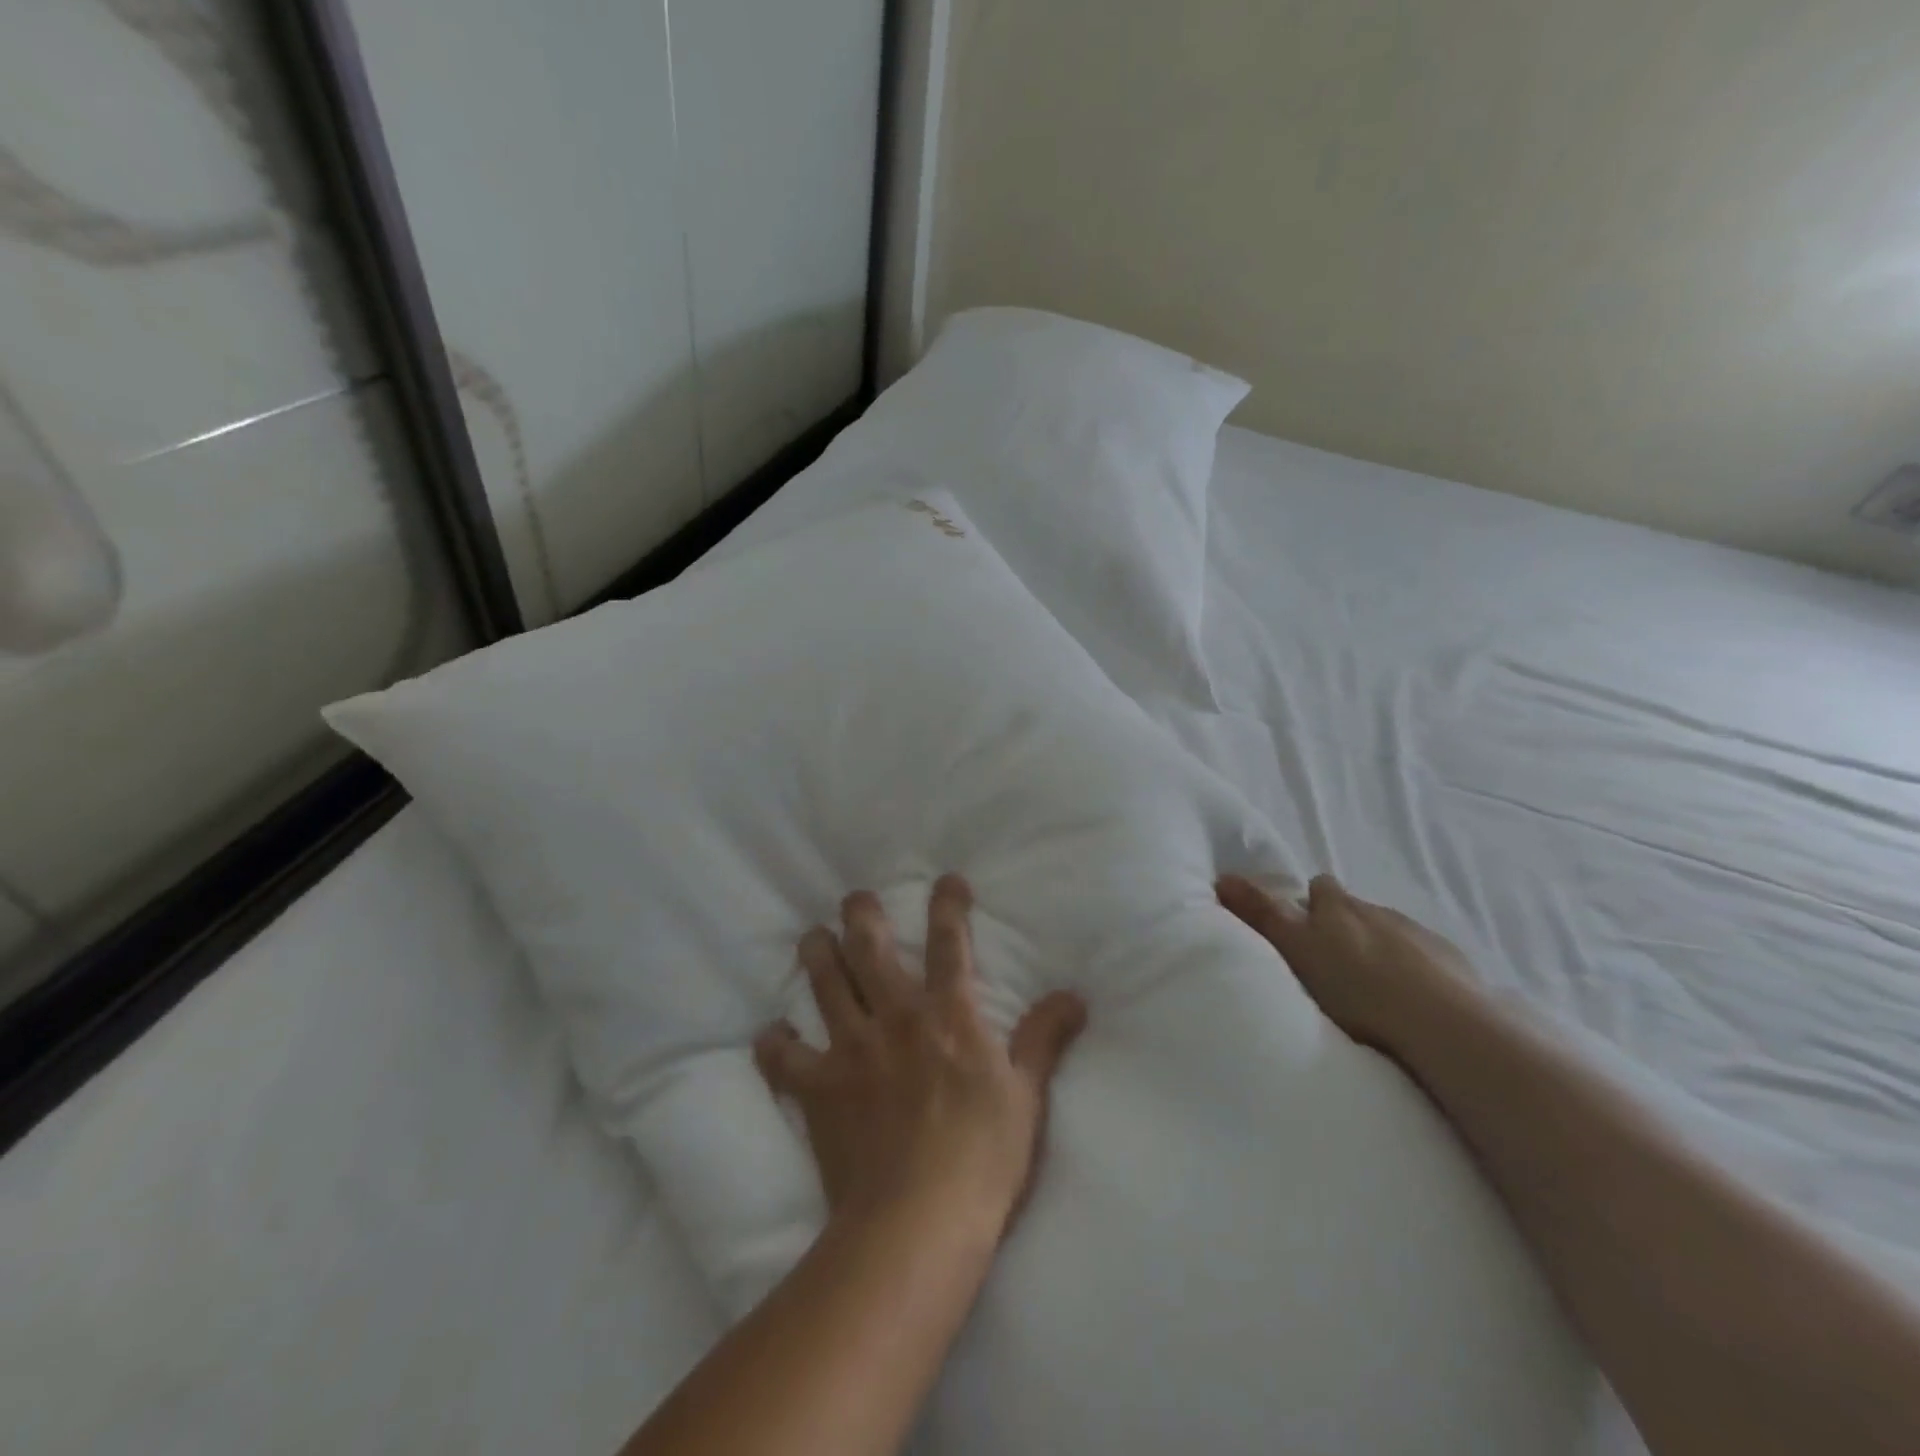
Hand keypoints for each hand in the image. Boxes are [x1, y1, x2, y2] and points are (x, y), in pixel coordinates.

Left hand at [754, 874, 1088, 1240]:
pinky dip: (774, 1046)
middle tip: (854, 899)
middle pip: (869, 948)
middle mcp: (895, 1017)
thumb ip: (1044, 1039)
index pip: (949, 943)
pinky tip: (770, 1036)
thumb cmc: (983, 1157)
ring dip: (817, 955)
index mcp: (947, 1014)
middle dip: (861, 915)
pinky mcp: (818, 1090)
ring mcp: (851, 1050)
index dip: (948, 905)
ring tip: (813, 938)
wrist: (919, 1222)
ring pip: (826, 984)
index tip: (947, 881)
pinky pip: (784, 1060)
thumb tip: (1076, 996)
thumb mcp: (1027, 1095)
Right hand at [1216, 872, 1477, 1051]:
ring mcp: (1420, 937)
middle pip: (1356, 911)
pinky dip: (1414, 974)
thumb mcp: (1294, 946)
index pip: (1320, 887)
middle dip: (1345, 928)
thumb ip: (1261, 912)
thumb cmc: (1355, 983)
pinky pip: (1426, 961)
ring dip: (1379, 952)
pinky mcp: (1455, 967)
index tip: (1301, 928)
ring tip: (1370, 990)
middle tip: (1331, 964)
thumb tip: (1223, 876)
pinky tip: (1409, 1003)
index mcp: (1339, 905)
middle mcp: (1379, 910)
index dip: (1310, 903)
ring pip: (1390, 935)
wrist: (1442, 1022)